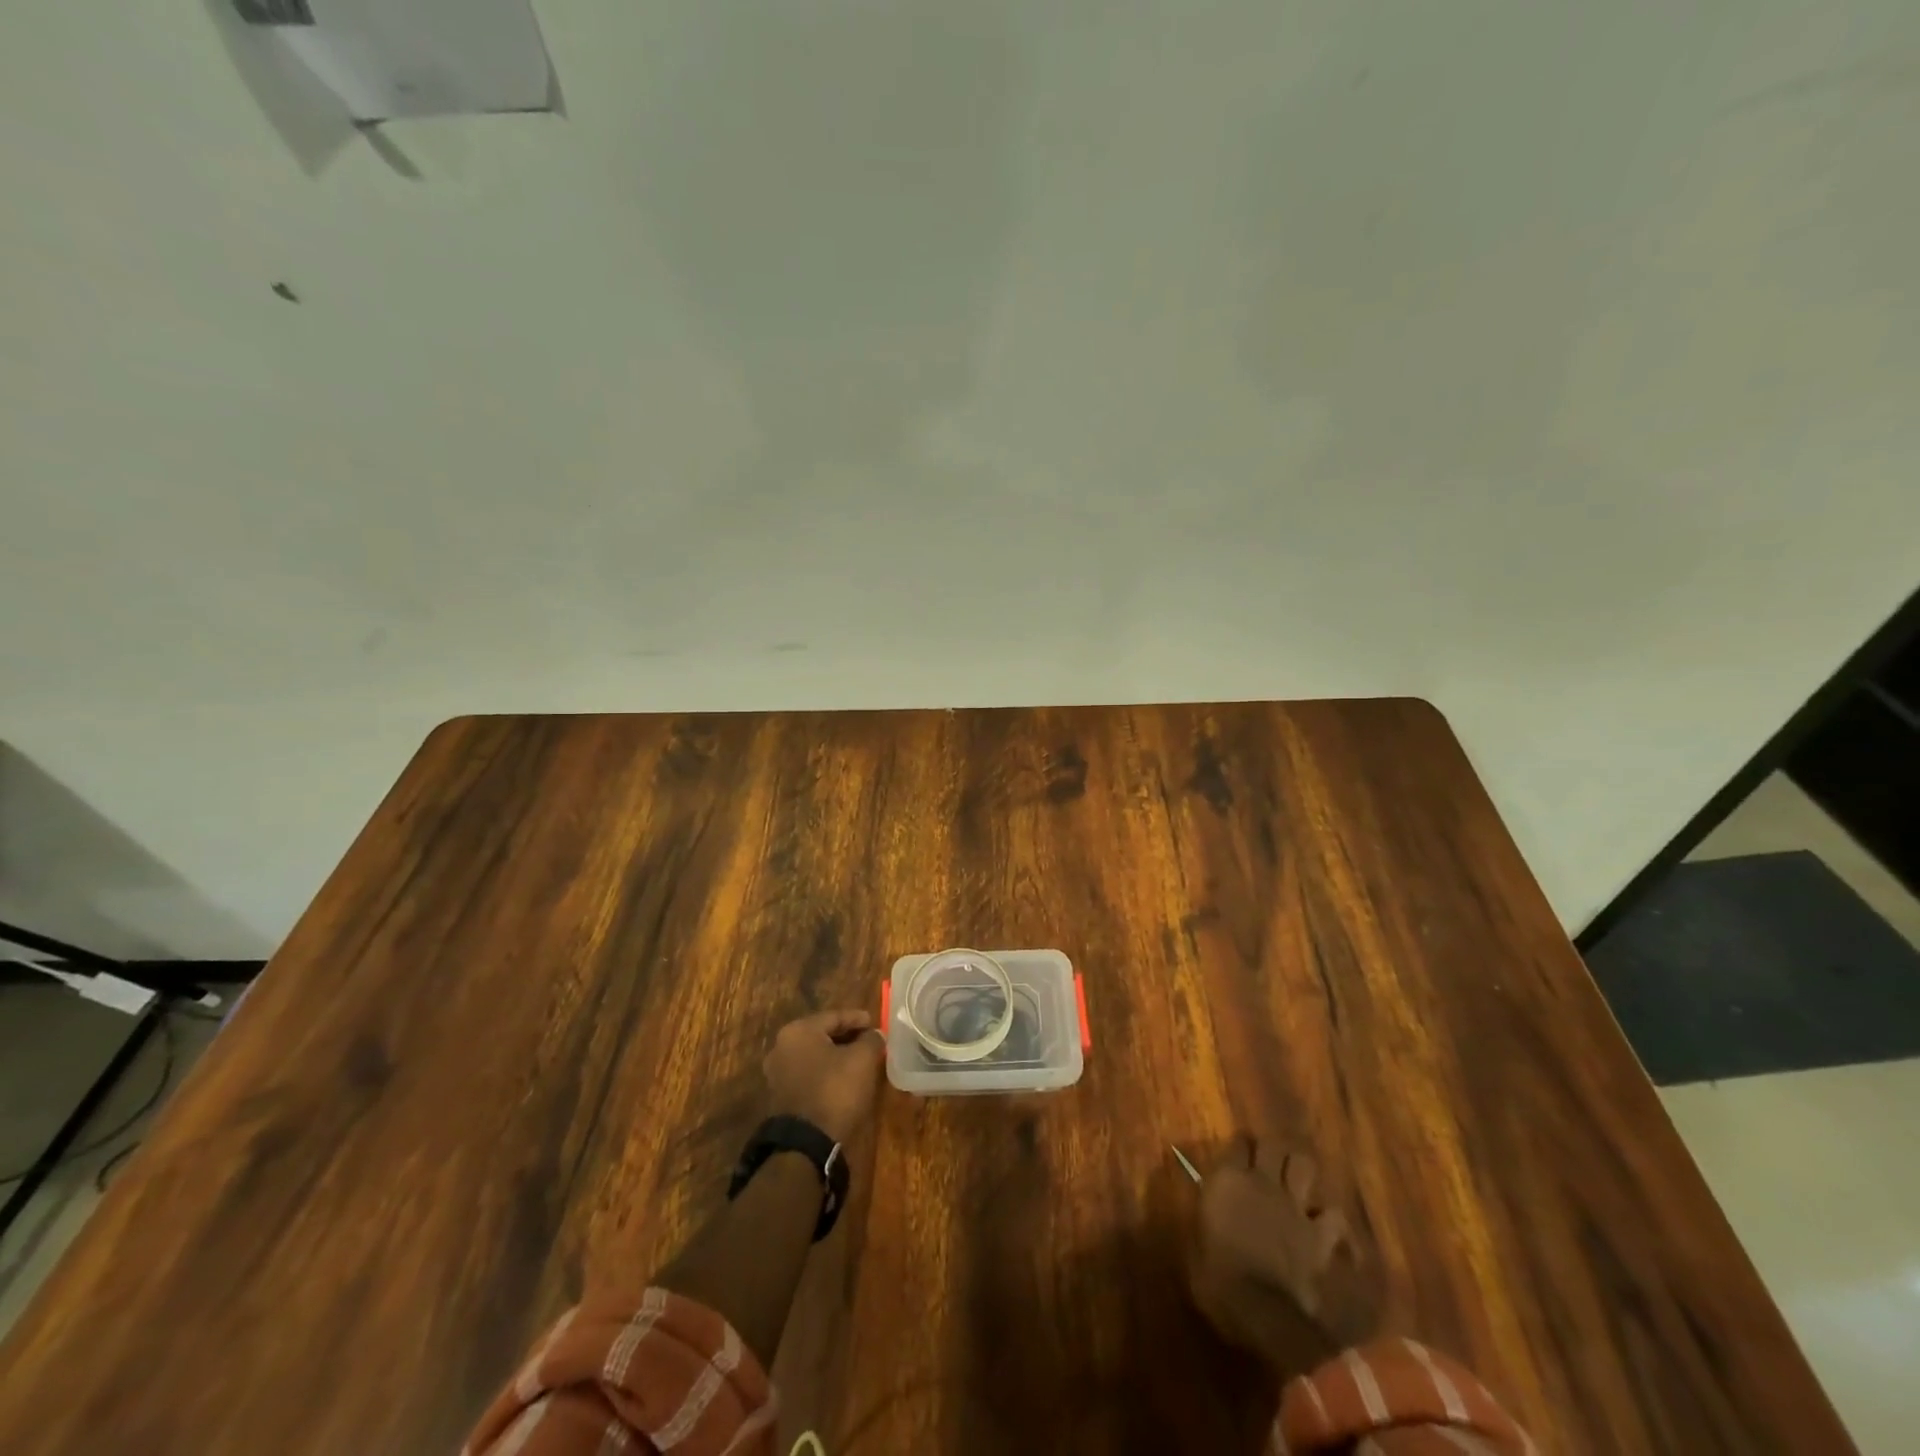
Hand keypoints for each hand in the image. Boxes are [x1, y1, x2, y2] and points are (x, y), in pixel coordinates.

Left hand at [764, 1009, 886, 1143]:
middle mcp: (782, 1047)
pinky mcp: (780, 1097)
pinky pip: (808, 1075)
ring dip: (836, 1056)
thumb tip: (874, 1034)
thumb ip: (871, 1040)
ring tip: (859, 1060)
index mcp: (798, 1031)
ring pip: (814, 1056)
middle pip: (822, 1035)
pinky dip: (826, 1073)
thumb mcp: (862, 1060)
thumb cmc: (834, 1091)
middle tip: (869, 1041)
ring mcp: (777, 1074)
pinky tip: (843, 1079)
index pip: (834, 1016)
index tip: (876, 1023)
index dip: (858, 1018)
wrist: (806, 1145)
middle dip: (847, 1037)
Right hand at [1189, 1136, 1379, 1372]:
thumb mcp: (1196, 1237)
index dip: (1240, 1146)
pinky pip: (1334, 1215)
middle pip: (1273, 1145)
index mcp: (1228, 1179)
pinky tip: (1327, 1225)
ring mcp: (1294, 1206)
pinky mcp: (1319, 1234)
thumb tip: (1210, 1200)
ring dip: (1300, 1170)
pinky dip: (1331, 1218)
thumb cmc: (1216, 1275)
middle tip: (1267, 1159)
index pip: (1237, 1142)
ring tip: (1296, 1180)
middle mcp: (1262, 1182)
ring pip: (1304, 1165)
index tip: (1238, 1152)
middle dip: (1272, 1149)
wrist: (1259, 1310)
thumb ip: (1207, 1210)